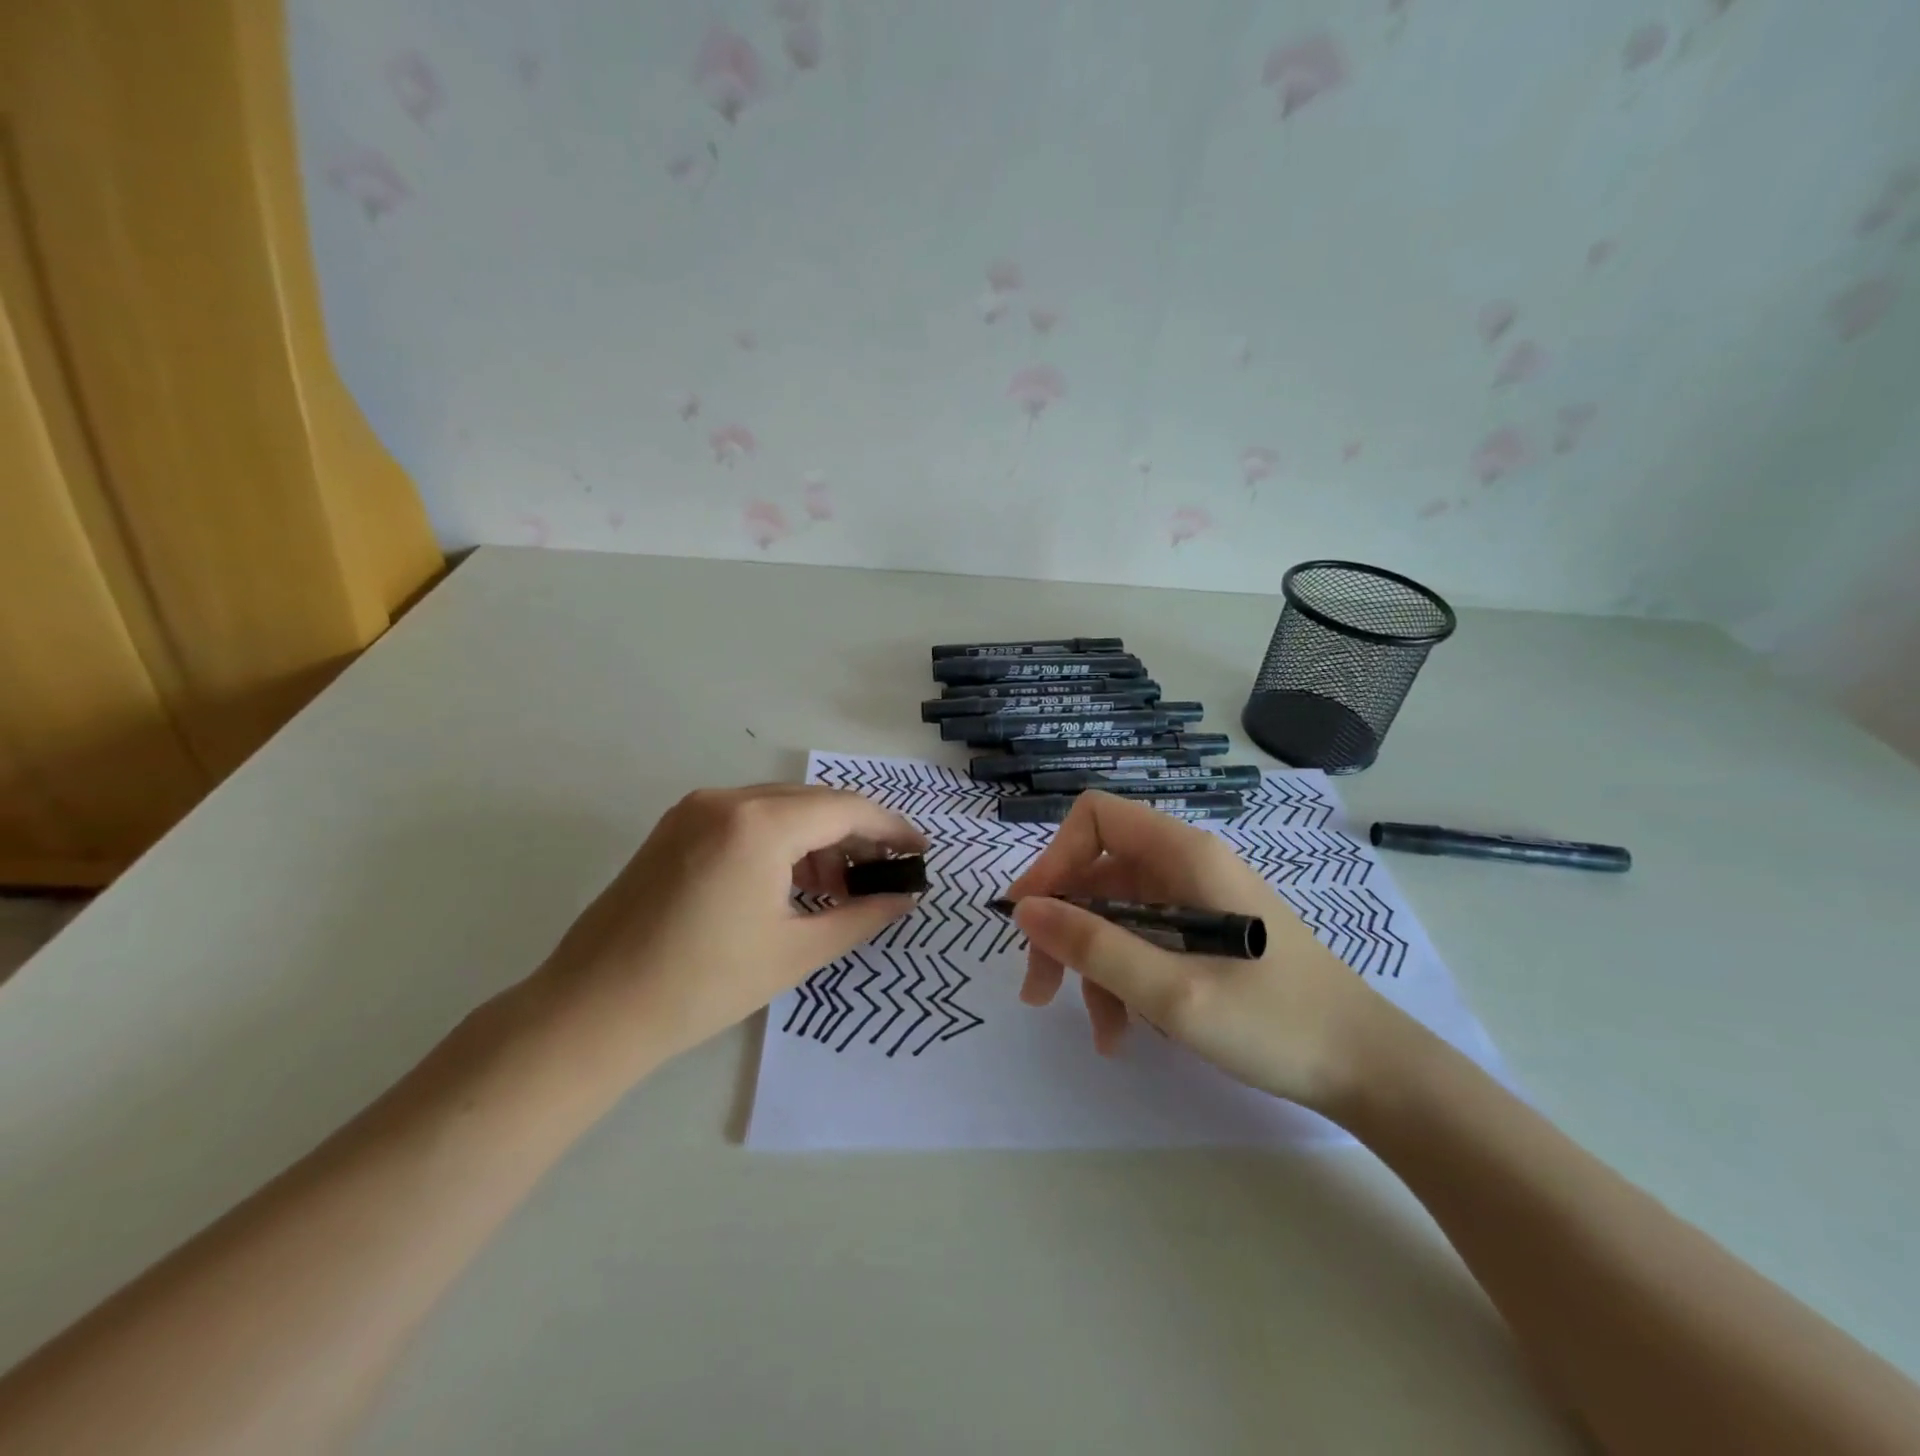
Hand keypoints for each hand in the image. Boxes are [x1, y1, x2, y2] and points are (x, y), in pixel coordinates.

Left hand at [532, 784, 925, 1071]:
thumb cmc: (702, 985)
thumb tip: (905, 899)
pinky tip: (791, 884)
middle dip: (855, 835)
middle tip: (883, 875)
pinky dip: (780, 842)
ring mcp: (695, 809)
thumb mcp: (794, 951)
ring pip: (780, 808)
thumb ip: (860, 917)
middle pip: (814, 802)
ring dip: (817, 839)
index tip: (919, 851)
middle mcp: (726, 799)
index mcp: (759, 824)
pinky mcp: (675, 828)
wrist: (592, 1012)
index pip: (845, 809)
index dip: (890, 828)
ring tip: (836, 890)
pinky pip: (747, 819)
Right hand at [1004, 791, 1396, 1111]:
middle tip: (1041, 991)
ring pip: (1118, 914)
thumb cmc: (1276, 1023)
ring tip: (1104, 1033)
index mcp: (1184, 856)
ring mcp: (1199, 901)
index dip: (1054, 860)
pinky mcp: (1207, 934)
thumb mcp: (1172, 992)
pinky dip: (1127, 978)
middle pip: (1098, 873)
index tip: (1032, 918)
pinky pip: (1146, 940)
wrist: (1371, 1069)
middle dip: (1064, 928)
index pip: (1095, 819)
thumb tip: (1023, 909)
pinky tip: (1132, 1031)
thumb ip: (1094, 947)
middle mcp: (1187, 866)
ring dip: (1095, 966)